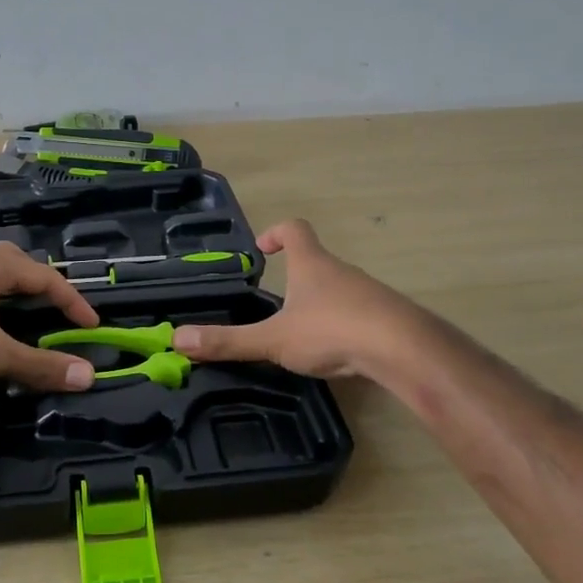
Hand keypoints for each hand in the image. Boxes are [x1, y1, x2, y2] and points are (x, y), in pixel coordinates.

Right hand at [171, 220, 418, 379]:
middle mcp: (341, 271)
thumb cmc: (333, 331)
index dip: (276, 233)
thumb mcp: (274, 339)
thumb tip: (177, 339)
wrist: (405, 350)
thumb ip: (228, 341)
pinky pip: (359, 314)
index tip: (262, 249)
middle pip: (317, 261)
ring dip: (319, 303)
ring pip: (339, 290)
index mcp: (312, 265)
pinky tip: (336, 352)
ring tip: (300, 334)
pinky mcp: (387, 318)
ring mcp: (368, 293)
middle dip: (295, 277)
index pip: (295, 229)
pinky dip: (343, 326)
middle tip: (274, 303)